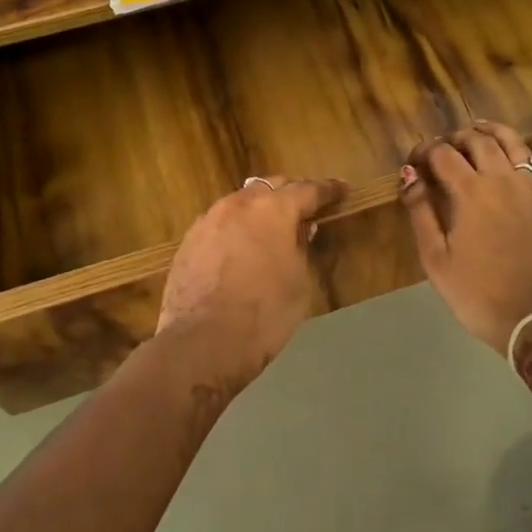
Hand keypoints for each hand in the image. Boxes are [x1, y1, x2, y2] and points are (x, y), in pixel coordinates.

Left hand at [155, 175, 346, 392]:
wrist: (201, 344)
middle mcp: (238, 204)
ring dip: (260, 209)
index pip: (307, 190)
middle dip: (291, 193)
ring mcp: (208, 220)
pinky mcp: (188, 241)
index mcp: (273, 209)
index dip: (328, 190)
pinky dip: (237, 227)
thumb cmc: (264, 314)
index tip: (342, 189)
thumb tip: (301, 229)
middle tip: (308, 206)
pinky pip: (221, 223)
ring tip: (273, 226)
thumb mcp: (298, 283)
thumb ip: (301, 248)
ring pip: (242, 202)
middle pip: (271, 187)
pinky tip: (242, 245)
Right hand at [402, 123, 531, 354]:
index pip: (442, 154)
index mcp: (470, 192)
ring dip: (493, 131)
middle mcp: (502, 180)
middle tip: (442, 148)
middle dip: (455, 137)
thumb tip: (409, 174)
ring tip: (479, 129)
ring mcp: (531, 190)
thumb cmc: (477, 293)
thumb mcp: (436, 258)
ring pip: (513, 144)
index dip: (424, 150)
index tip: (413, 161)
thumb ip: (421, 212)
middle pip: (478, 141)